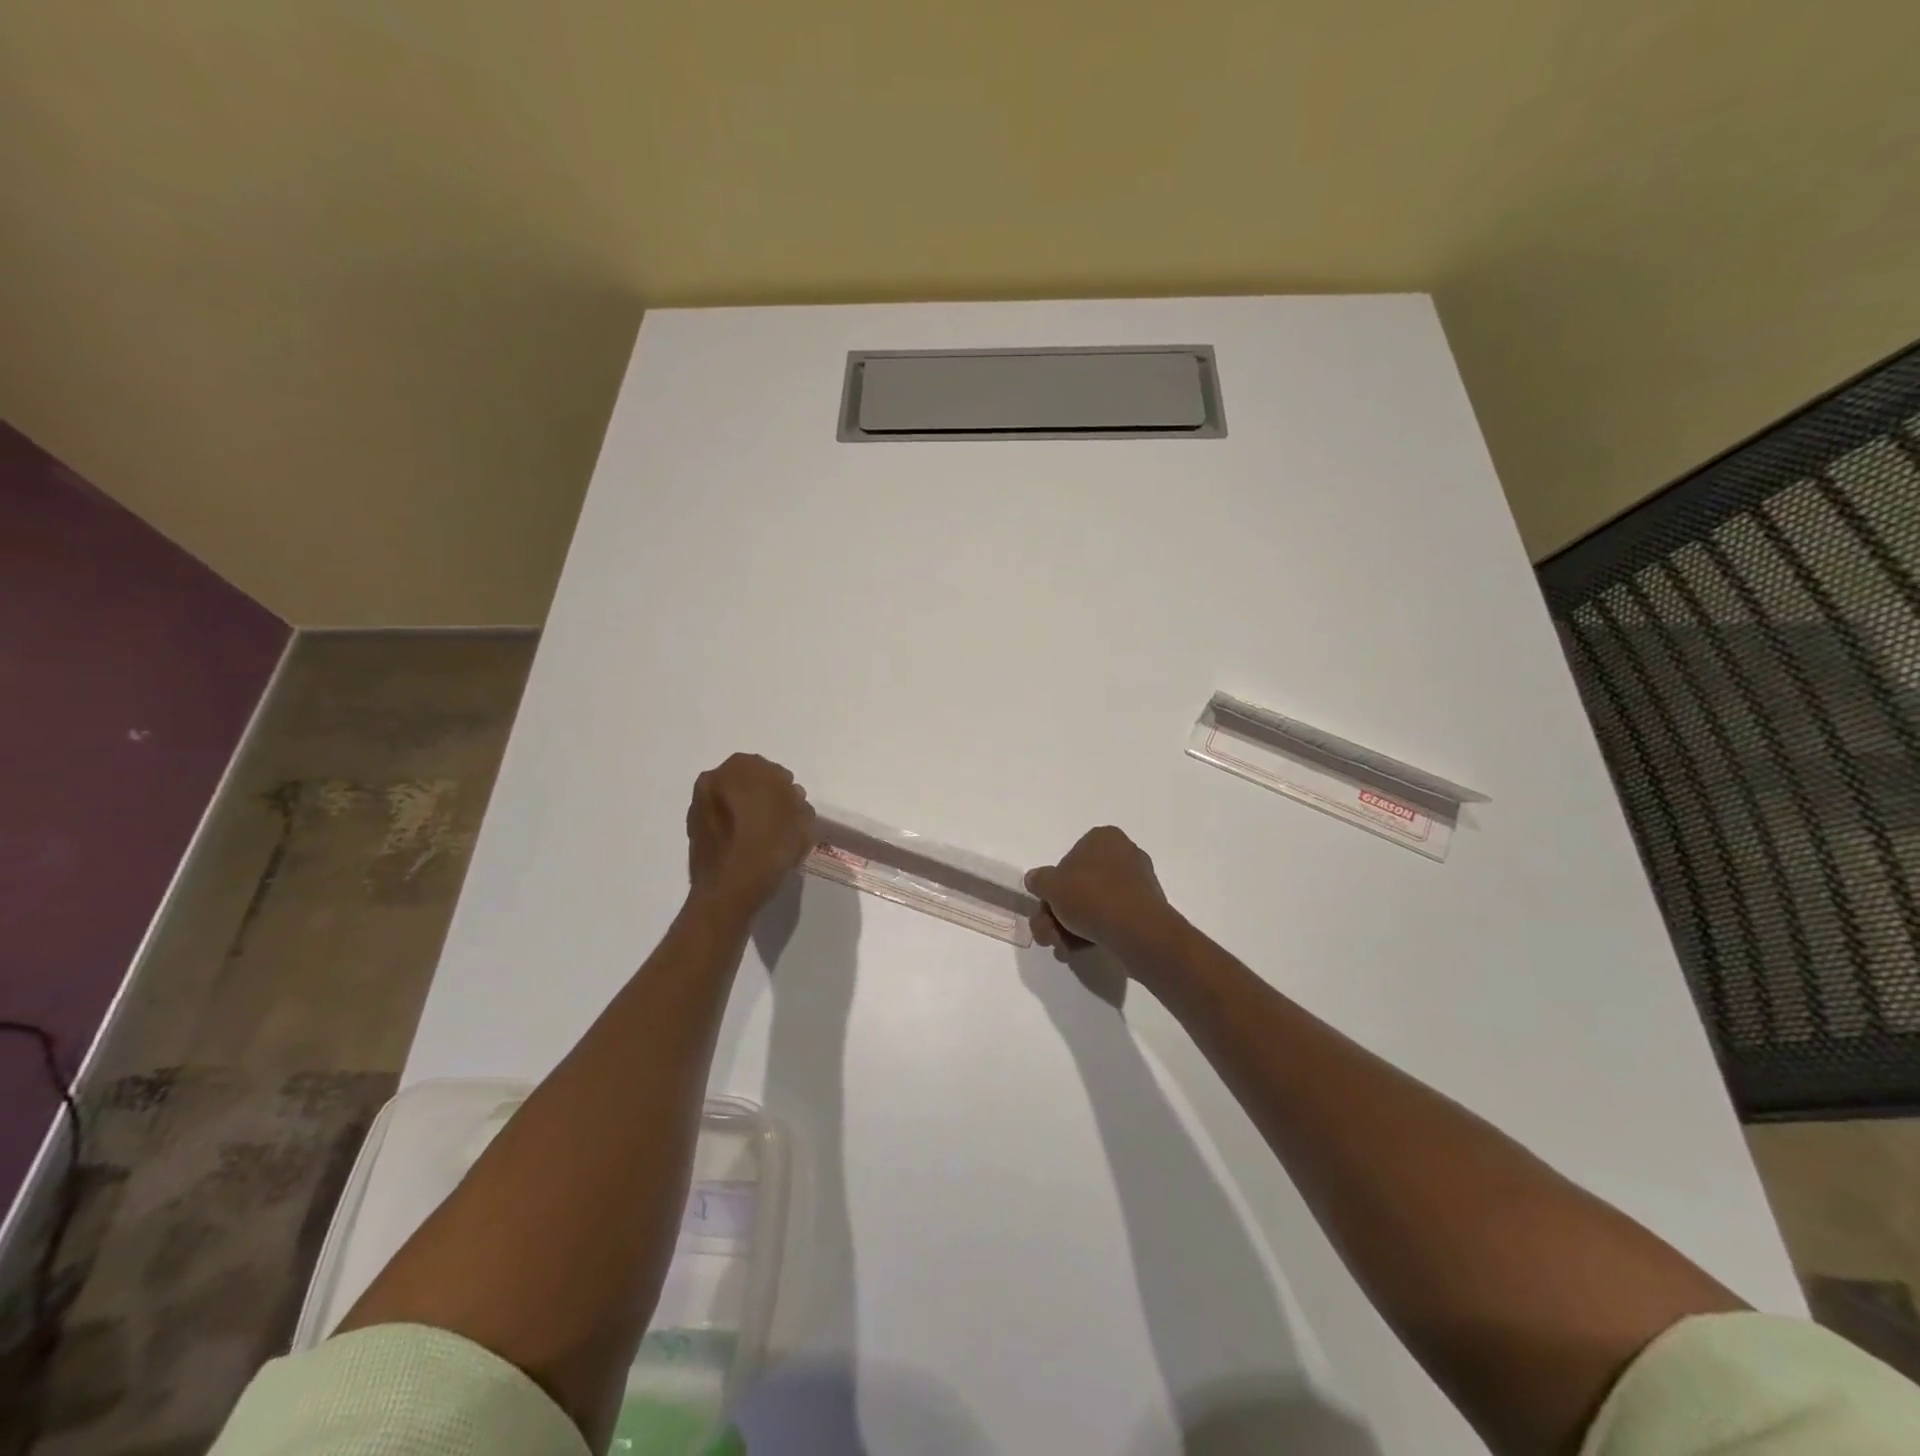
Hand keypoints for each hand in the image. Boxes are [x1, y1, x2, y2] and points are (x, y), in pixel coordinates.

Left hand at [686, 754, 815, 916]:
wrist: (728, 889)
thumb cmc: (770, 847)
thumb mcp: (802, 820)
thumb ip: (797, 801)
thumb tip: (788, 798)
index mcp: (743, 766)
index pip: (774, 772)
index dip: (786, 793)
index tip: (793, 814)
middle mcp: (715, 777)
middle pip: (749, 785)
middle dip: (763, 800)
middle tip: (778, 825)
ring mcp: (699, 803)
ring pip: (732, 803)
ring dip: (745, 815)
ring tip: (760, 841)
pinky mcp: (692, 828)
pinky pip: (720, 822)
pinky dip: (731, 830)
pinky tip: (744, 850)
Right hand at [1025, 826, 1177, 961]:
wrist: (1135, 930)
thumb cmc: (1091, 896)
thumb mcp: (1051, 885)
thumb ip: (1039, 880)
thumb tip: (1035, 879)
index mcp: (1104, 838)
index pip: (1070, 857)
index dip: (1054, 884)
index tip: (1047, 904)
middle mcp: (1124, 855)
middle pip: (1079, 885)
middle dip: (1058, 913)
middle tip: (1047, 933)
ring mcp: (1137, 884)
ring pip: (1093, 905)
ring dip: (1070, 927)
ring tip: (1061, 947)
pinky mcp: (1144, 911)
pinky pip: (1111, 918)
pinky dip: (1092, 932)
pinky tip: (1077, 949)